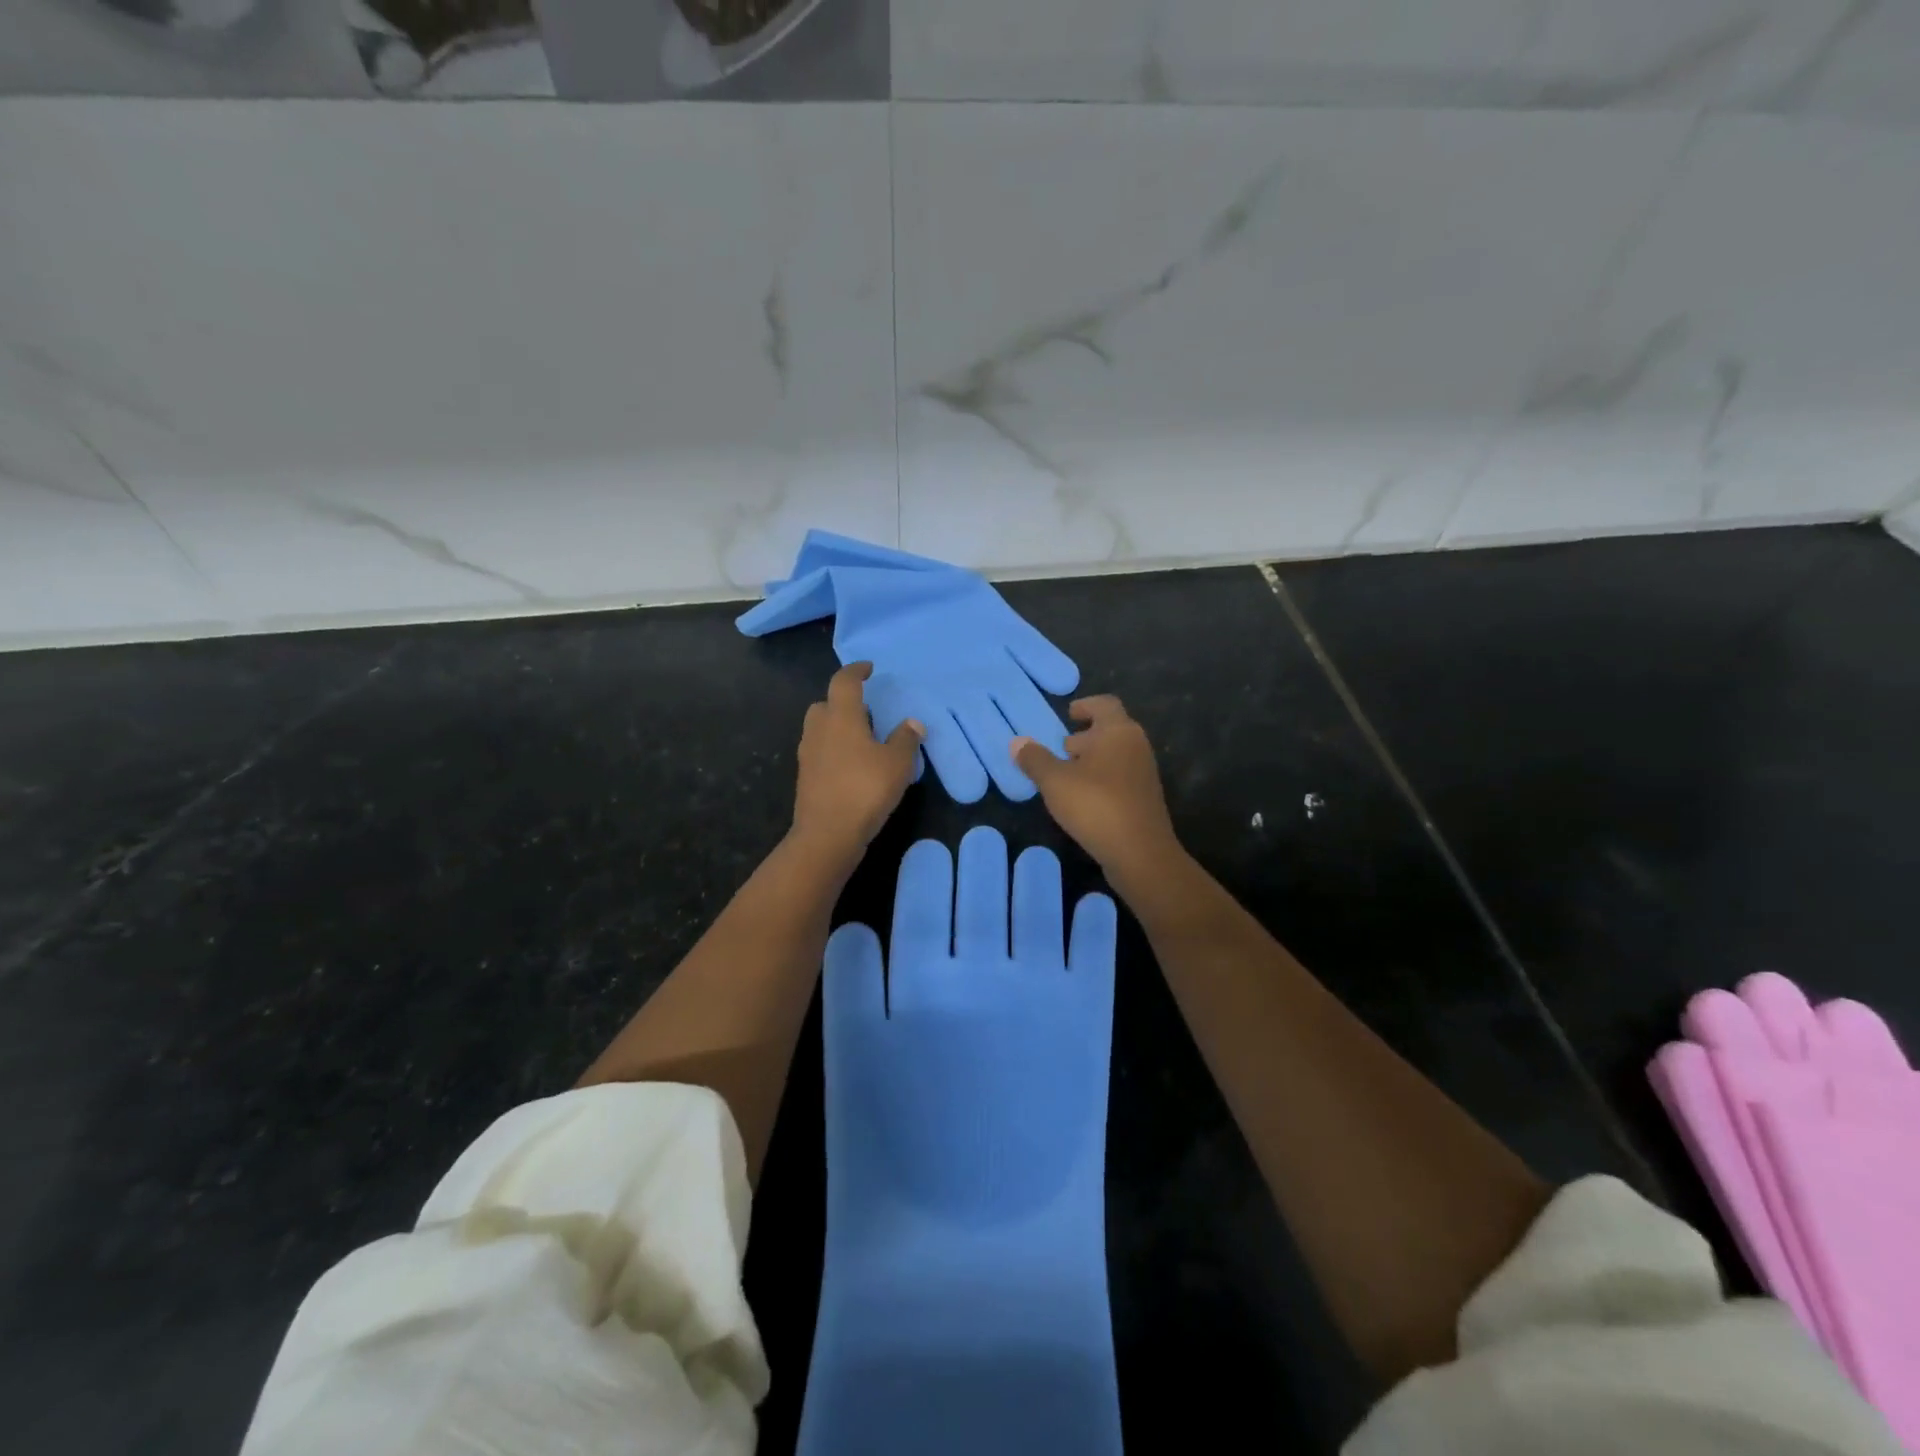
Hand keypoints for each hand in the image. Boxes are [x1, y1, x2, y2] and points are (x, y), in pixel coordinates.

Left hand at [792, 662, 923, 861]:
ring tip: (863, 739)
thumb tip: (912, 723)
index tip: (868, 669)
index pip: (843, 682)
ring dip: (837, 727)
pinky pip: (820, 752)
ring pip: (820, 729)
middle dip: (843, 702)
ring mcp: (808, 754)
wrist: (827, 835)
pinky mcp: (805, 777)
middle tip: (866, 711)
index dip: (856, 671)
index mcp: (841, 717)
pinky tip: (853, 766)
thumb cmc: (865, 790)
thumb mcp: (897, 763)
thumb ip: (906, 739)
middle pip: (825, 704)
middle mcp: (819, 730)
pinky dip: (834, 750)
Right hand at [1013, 695, 1183, 882]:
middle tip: (1061, 748)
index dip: (1085, 705)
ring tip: (1065, 775)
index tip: (1069, 714)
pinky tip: (1082, 799)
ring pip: (1115, 755)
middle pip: (1110, 730)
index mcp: (1118, 731)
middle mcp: (1136, 746)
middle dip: (1085, 736)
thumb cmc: (1096, 805)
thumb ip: (1035, 759)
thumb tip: (1017, 742)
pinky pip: (1119, 777)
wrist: (1140, 853)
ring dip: (1092, 760)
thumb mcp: (1055, 781)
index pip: (1104, 704)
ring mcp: (1144, 773)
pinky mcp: (1144, 798)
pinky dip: (1101, 779)